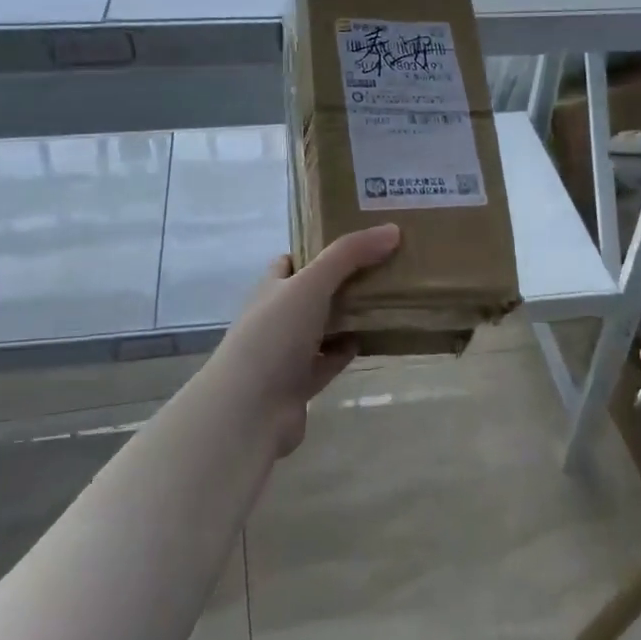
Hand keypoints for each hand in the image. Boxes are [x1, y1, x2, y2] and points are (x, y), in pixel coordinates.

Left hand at [209, 223, 401, 455]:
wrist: (249, 409)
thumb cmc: (274, 336)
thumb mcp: (311, 284)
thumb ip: (349, 255)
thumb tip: (391, 230)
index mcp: (271, 288)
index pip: (291, 261)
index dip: (317, 248)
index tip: (354, 239)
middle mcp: (275, 317)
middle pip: (310, 293)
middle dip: (340, 282)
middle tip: (381, 267)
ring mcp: (285, 353)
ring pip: (321, 328)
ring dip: (345, 317)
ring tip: (384, 301)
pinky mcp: (299, 385)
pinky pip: (327, 362)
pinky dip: (344, 352)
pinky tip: (367, 341)